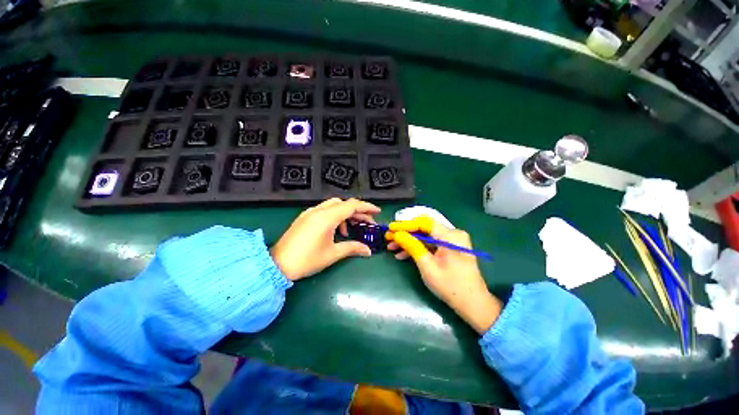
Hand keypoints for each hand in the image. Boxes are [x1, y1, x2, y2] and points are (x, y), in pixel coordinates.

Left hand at [271, 198, 379, 280]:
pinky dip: (334, 215)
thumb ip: (352, 248)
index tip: (377, 212)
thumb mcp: (333, 254)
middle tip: (367, 222)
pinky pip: (324, 210)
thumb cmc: (307, 260)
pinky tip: (335, 229)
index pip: (351, 206)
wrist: (277, 265)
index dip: (366, 207)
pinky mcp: (305, 217)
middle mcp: (319, 210)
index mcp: (327, 217)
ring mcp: (310, 212)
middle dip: (357, 211)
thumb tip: (368, 251)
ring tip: (349, 229)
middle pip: (343, 204)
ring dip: (345, 213)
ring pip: (333, 205)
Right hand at [386, 216, 501, 333]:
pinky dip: (418, 248)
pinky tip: (403, 255)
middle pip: (424, 229)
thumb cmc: (450, 286)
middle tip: (389, 239)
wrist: (473, 304)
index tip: (390, 228)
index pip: (424, 223)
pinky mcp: (450, 248)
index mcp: (451, 236)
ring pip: (426, 236)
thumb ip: (412, 246)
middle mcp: (453, 234)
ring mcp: (452, 241)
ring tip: (393, 248)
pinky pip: (431, 244)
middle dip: (405, 234)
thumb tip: (397, 234)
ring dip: (409, 242)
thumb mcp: (427, 266)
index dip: (405, 225)